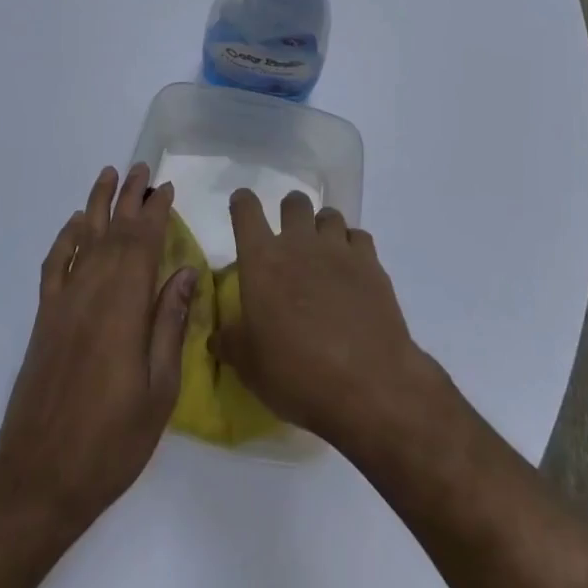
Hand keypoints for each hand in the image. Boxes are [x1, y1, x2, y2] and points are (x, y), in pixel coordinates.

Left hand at [0, 165, 196, 533]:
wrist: (39, 477)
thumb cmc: (111, 440)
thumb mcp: (159, 391)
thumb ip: (169, 325)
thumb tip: (183, 272)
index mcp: (124, 307)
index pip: (143, 244)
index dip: (156, 212)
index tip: (166, 188)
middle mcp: (92, 292)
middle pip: (114, 232)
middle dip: (130, 198)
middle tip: (142, 168)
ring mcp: (63, 303)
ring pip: (83, 239)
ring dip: (97, 205)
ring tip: (109, 175)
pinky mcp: (45, 319)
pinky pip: (54, 265)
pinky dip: (65, 239)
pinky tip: (75, 225)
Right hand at [213, 189, 443, 454]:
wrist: (367, 384)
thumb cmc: (296, 373)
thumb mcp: (250, 367)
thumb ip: (231, 343)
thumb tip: (217, 338)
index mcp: (262, 259)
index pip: (246, 210)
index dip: (242, 204)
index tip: (242, 207)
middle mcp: (299, 243)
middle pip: (294, 202)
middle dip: (290, 213)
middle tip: (290, 238)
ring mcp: (338, 249)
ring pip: (329, 215)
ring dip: (322, 228)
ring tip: (323, 253)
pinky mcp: (371, 263)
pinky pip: (358, 237)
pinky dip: (352, 247)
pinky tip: (352, 270)